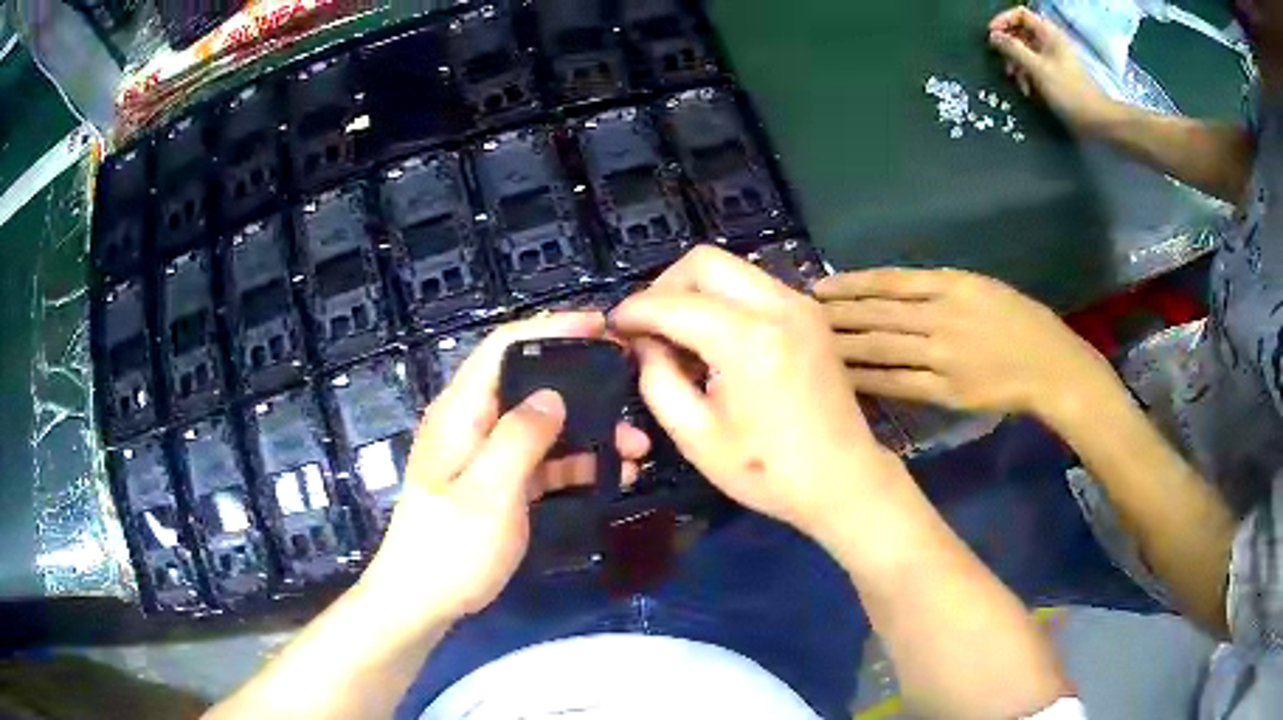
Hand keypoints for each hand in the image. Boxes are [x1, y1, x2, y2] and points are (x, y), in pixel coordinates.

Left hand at [358, 313, 649, 623]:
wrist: (424, 601)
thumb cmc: (450, 548)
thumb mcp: (487, 493)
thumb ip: (520, 438)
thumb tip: (553, 396)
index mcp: (460, 413)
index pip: (504, 347)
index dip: (552, 328)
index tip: (602, 327)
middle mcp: (474, 425)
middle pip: (530, 384)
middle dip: (583, 383)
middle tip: (632, 387)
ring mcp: (488, 457)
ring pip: (545, 426)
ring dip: (590, 431)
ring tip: (637, 445)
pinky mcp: (502, 485)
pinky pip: (545, 462)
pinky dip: (579, 464)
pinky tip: (616, 475)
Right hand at [610, 246, 910, 538]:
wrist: (843, 479)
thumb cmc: (768, 471)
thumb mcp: (696, 436)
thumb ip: (657, 380)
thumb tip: (643, 343)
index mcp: (748, 340)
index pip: (673, 302)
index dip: (634, 311)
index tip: (612, 329)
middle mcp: (778, 305)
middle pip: (704, 261)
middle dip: (665, 287)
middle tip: (649, 329)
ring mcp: (801, 304)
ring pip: (730, 268)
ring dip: (696, 292)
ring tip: (681, 338)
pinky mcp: (810, 313)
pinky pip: (753, 285)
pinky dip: (724, 300)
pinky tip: (717, 340)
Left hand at [815, 268, 1115, 422]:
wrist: (1050, 366)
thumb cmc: (1021, 321)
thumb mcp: (982, 288)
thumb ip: (940, 289)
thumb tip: (894, 295)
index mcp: (951, 284)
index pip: (889, 283)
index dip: (851, 285)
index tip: (820, 288)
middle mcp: (941, 316)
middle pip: (877, 315)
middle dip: (836, 316)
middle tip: (799, 318)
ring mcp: (942, 355)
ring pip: (882, 348)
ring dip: (844, 346)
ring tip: (810, 346)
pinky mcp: (946, 391)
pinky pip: (899, 383)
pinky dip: (869, 380)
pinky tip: (843, 378)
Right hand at [987, 7, 1117, 133]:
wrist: (1096, 121)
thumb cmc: (1069, 92)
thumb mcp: (1038, 68)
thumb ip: (1013, 49)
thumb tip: (993, 36)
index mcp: (1049, 34)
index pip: (1020, 14)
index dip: (1003, 21)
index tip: (992, 36)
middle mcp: (1050, 42)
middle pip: (1021, 33)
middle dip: (1010, 47)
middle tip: (1005, 64)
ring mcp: (1054, 59)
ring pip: (1026, 52)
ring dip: (1017, 65)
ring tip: (1017, 82)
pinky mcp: (1056, 75)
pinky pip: (1034, 67)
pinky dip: (1027, 76)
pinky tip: (1028, 90)